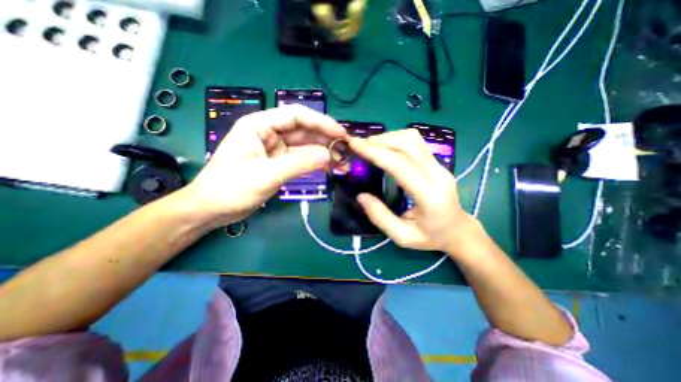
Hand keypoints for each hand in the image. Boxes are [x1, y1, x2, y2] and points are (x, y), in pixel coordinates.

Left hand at [179, 104, 345, 227]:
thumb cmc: (231, 189)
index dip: (321, 122)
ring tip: (343, 162)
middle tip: (346, 150)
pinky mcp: (279, 163)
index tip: (341, 134)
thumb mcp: (266, 175)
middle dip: (325, 140)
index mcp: (260, 126)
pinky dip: (315, 163)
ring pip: (305, 146)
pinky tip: (329, 168)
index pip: (296, 116)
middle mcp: (269, 133)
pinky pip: (301, 159)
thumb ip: (298, 163)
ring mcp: (275, 149)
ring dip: (323, 153)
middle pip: (303, 131)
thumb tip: (328, 155)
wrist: (212, 209)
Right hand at [347, 129, 474, 253]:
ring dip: (389, 137)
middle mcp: (437, 174)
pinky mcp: (437, 162)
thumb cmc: (431, 237)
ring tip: (370, 145)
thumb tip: (361, 196)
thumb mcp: (402, 237)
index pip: (400, 165)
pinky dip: (397, 139)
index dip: (376, 152)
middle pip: (408, 144)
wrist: (458, 230)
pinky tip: (386, 148)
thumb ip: (380, 217)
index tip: (355, 144)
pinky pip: (416, 143)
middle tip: (359, 145)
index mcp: (429, 195)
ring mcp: (440, 165)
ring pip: (413, 138)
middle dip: (380, 140)